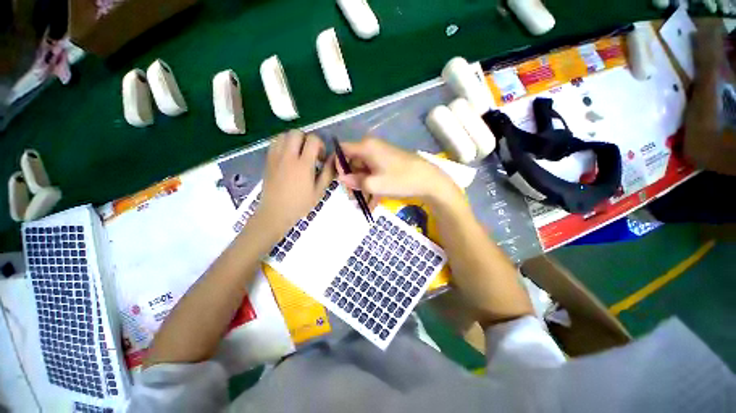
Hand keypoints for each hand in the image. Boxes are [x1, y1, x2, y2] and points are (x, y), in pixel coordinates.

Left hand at [256, 130, 334, 236]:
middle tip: (310, 153)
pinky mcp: (268, 160)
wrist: (275, 212)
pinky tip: (288, 156)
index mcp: (303, 165)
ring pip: (284, 135)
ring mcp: (275, 157)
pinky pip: (275, 143)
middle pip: (296, 132)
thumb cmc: (300, 204)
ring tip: (298, 153)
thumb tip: (333, 158)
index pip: (313, 140)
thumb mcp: (319, 191)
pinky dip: (283, 144)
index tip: (320, 158)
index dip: (320, 145)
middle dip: (306, 139)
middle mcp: (288, 156)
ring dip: (294, 140)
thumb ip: (328, 172)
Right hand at [337, 137, 461, 204]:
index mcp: (366, 147)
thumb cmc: (400, 180)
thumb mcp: (374, 184)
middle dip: (352, 181)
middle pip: (353, 162)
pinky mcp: (388, 164)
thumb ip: (355, 182)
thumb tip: (341, 178)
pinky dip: (373, 187)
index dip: (337, 165)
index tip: (339, 181)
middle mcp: (372, 148)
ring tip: (364, 204)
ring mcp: (381, 156)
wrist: (429, 181)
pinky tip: (373, 203)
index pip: (343, 150)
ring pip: (364, 171)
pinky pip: (375, 174)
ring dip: (363, 187)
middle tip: (353, 198)